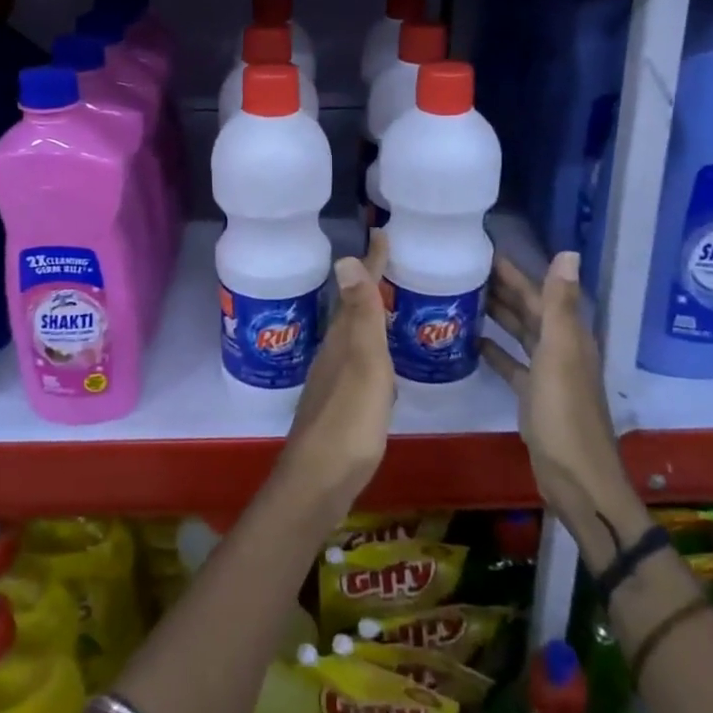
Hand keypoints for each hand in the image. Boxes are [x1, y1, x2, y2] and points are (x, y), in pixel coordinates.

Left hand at [275, 232, 395, 532]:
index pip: (359, 290)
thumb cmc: (349, 420)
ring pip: (355, 336)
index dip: (372, 263)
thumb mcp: (363, 363)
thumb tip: (345, 258)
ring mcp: (335, 379)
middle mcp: (335, 353)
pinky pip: (361, 361)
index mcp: (342, 339)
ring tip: (392, 304)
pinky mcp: (342, 404)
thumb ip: (360, 316)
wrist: (321, 479)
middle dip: (370, 284)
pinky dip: (374, 349)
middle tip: (392, 263)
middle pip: (354, 310)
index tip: (382, 233)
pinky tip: (386, 362)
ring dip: (371, 316)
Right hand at [482, 251, 628, 524]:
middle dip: (500, 287)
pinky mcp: (533, 395)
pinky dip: (494, 350)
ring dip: (496, 314)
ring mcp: (547, 372)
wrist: (576, 478)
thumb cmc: (564, 413)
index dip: (513, 270)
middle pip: (527, 309)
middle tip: (461, 268)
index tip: (481, 249)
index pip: (537, 291)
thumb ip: (559, 304)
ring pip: (518, 333)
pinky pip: (510, 363)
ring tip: (461, 296)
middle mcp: (559, 347)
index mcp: (567, 334)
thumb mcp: (559, 354)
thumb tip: (568, 251)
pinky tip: (471, 342)